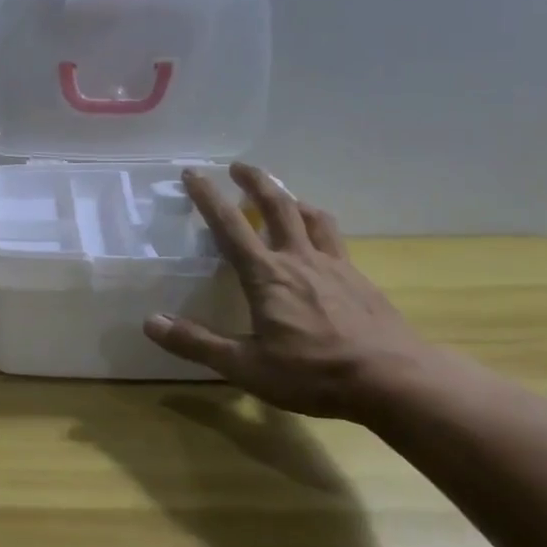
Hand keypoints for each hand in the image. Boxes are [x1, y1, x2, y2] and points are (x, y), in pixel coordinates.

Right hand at [142, 163, 432, 419]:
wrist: (395, 380)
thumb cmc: (314, 374)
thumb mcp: (246, 366)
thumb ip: (197, 343)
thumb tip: (151, 322)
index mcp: (266, 275)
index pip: (230, 225)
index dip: (208, 197)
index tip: (193, 173)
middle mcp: (299, 259)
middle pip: (277, 206)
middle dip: (255, 181)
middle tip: (239, 166)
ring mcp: (334, 266)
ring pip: (312, 217)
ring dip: (292, 199)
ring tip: (282, 196)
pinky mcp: (359, 279)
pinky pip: (335, 240)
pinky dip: (320, 226)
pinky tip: (320, 243)